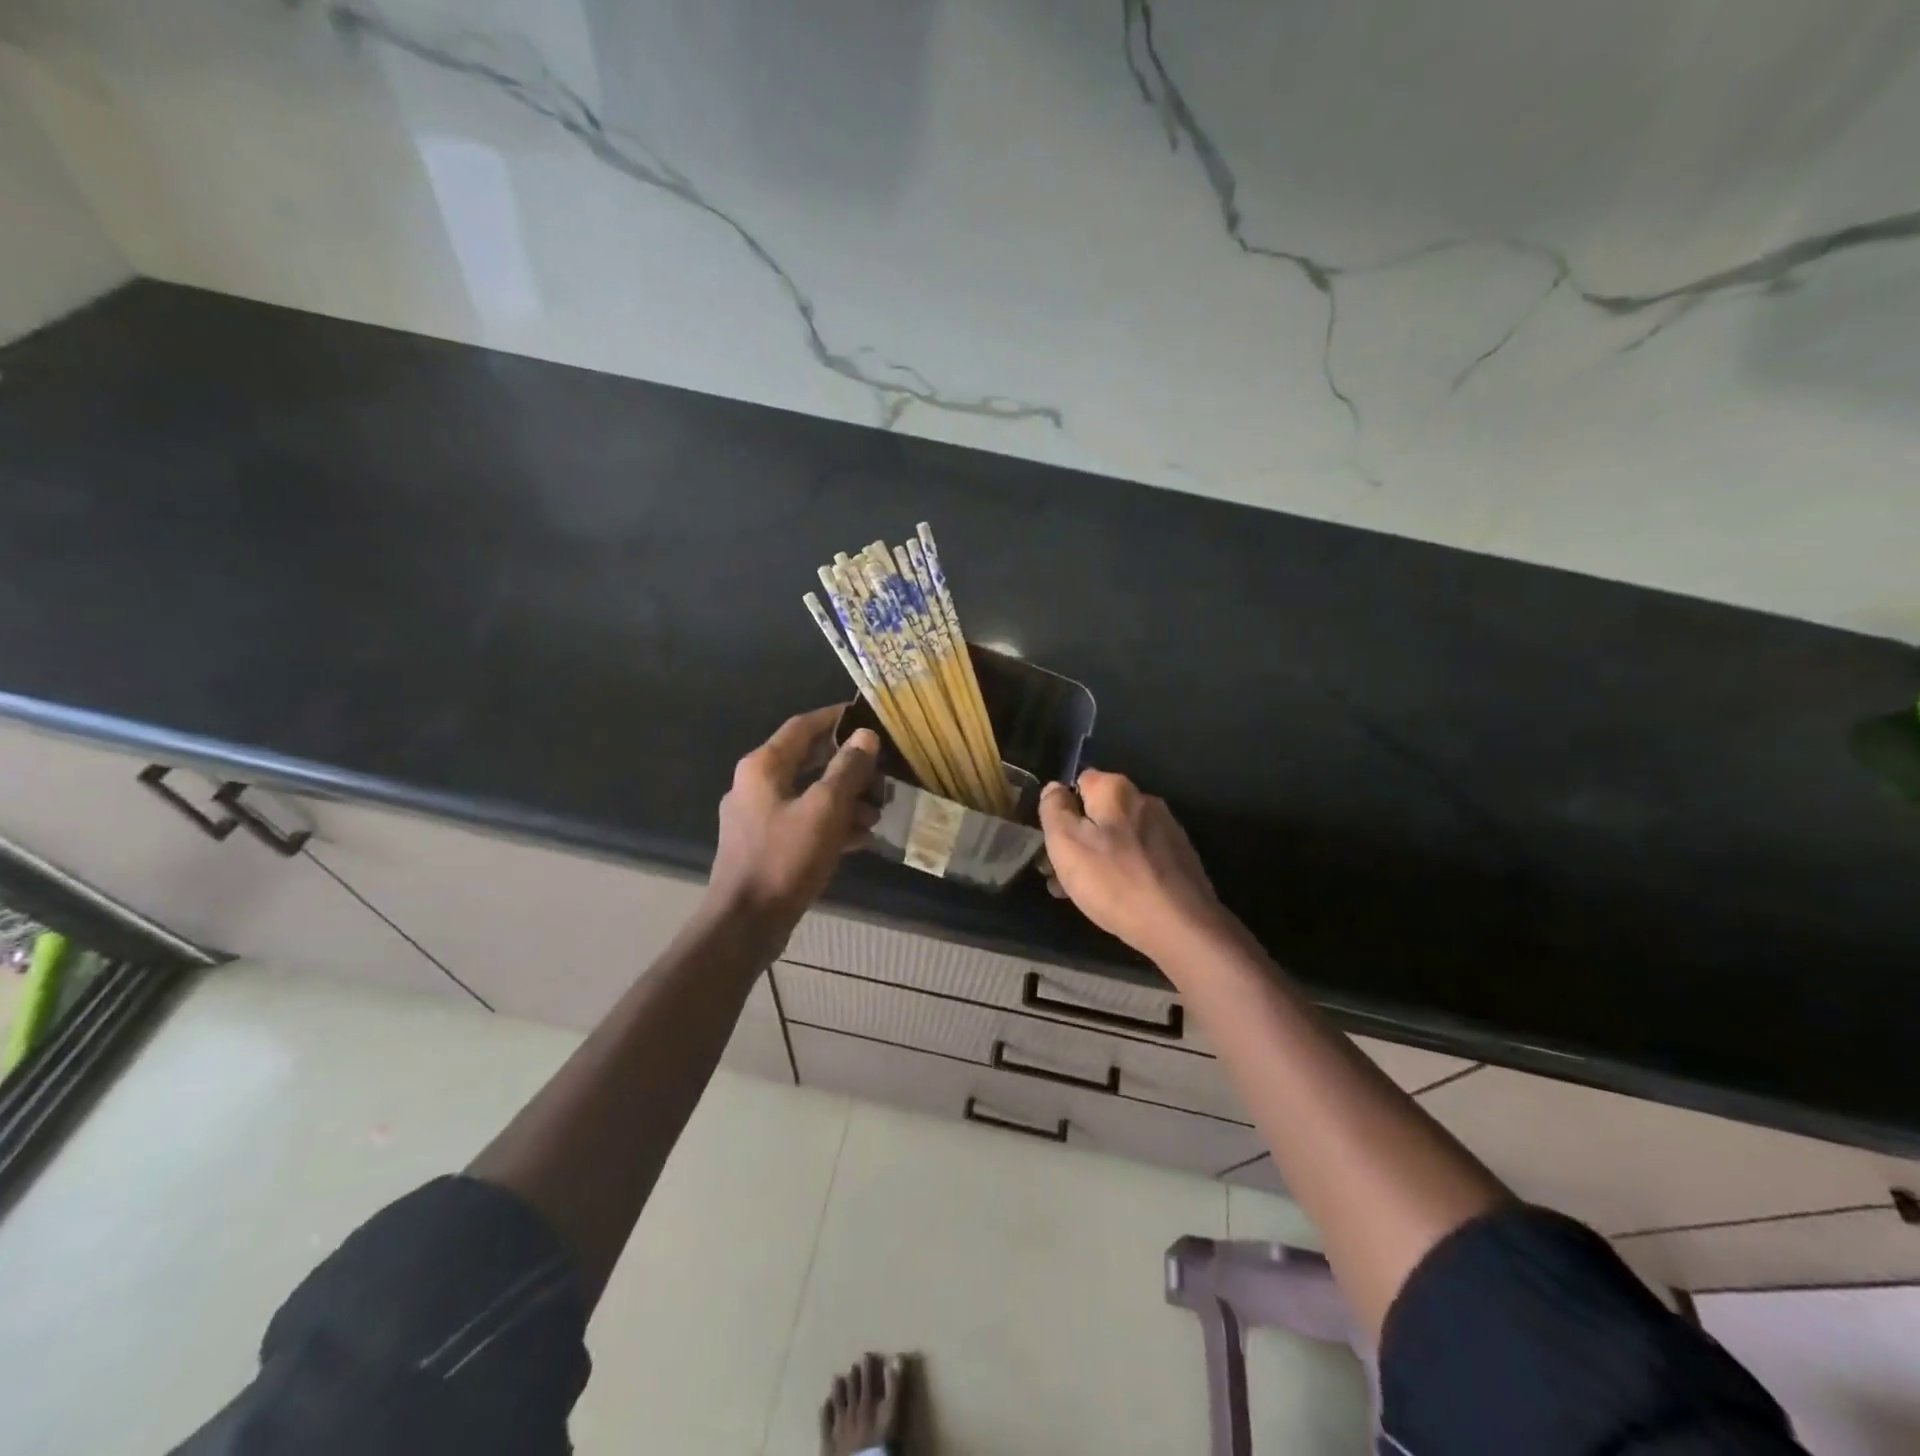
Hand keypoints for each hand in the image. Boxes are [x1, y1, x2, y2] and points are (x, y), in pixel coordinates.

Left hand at [707, 706, 880, 934]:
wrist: (746, 923)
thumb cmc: (785, 859)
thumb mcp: (825, 809)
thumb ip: (847, 769)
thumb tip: (866, 736)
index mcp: (763, 767)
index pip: (803, 726)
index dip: (836, 718)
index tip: (868, 718)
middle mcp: (756, 785)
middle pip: (809, 762)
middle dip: (849, 768)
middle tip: (883, 774)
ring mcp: (758, 817)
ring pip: (809, 794)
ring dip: (845, 800)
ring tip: (878, 813)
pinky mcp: (765, 845)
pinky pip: (804, 822)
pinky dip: (831, 824)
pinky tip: (861, 838)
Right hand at [1038, 771, 1229, 963]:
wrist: (1181, 926)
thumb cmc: (1114, 881)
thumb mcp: (1066, 843)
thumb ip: (1054, 809)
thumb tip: (1055, 788)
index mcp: (1116, 789)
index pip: (1078, 782)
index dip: (1061, 810)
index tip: (1052, 842)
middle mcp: (1145, 800)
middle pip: (1099, 812)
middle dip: (1078, 839)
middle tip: (1060, 876)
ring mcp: (1167, 829)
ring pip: (1118, 837)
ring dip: (1097, 858)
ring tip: (1082, 894)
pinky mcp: (1180, 858)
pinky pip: (1139, 856)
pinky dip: (1123, 870)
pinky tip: (1116, 898)